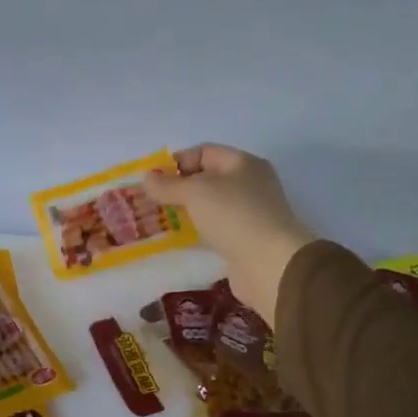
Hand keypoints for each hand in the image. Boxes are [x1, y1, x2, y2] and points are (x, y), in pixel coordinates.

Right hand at [143, 145, 315, 320]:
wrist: (270, 264)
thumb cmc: (234, 216)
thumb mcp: (195, 193)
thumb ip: (168, 185)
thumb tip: (146, 177)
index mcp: (243, 163)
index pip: (204, 152)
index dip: (177, 162)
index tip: (153, 180)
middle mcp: (249, 184)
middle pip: (207, 178)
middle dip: (178, 188)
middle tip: (151, 201)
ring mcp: (249, 213)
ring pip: (210, 205)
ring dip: (186, 211)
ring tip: (159, 220)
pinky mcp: (245, 240)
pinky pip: (215, 229)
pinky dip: (197, 231)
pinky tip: (180, 240)